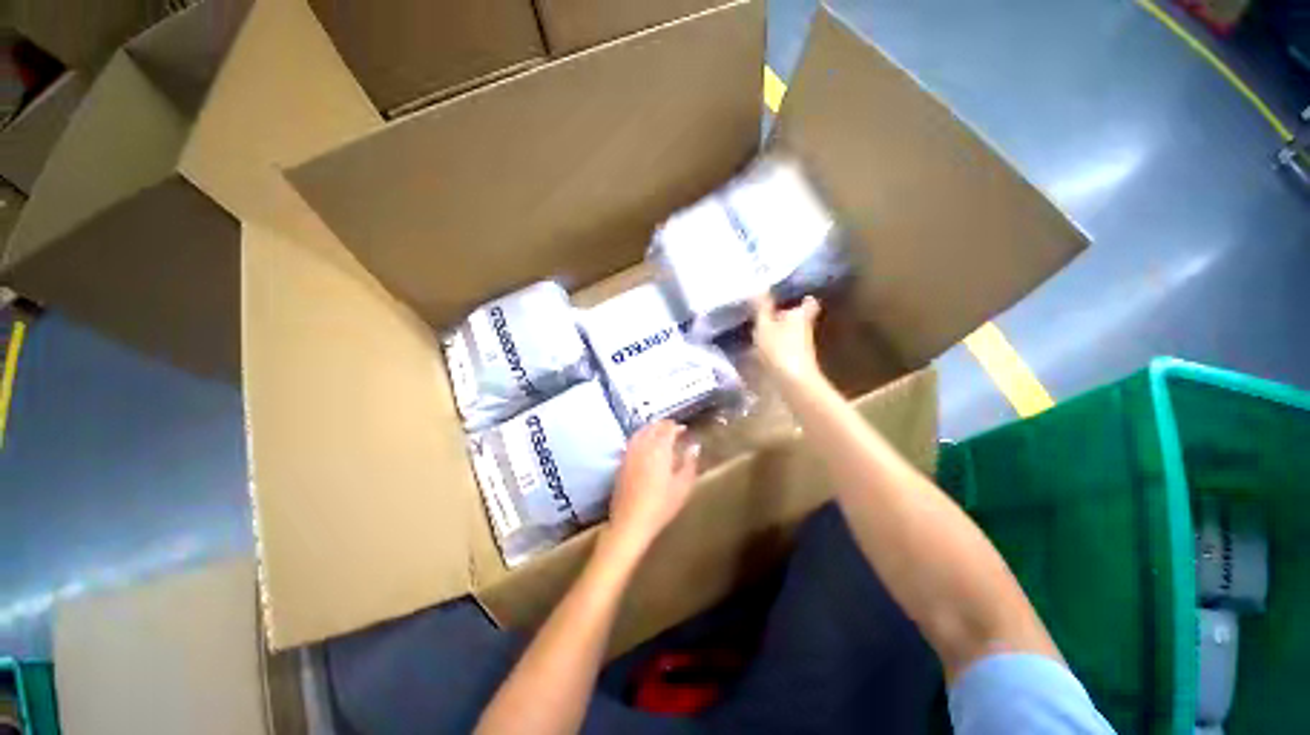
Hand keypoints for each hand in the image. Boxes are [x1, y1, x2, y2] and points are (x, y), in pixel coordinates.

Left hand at [606, 421, 699, 553]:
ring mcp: (630, 454)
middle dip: (663, 425)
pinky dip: (640, 437)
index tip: (683, 429)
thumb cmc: (661, 506)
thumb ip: (690, 463)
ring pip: (640, 432)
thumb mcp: (683, 486)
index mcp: (660, 449)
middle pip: (653, 428)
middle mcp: (643, 446)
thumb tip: (694, 446)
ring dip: (650, 429)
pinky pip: (631, 442)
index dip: (676, 427)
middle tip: (673, 428)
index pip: (667, 429)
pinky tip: (643, 443)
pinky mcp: (621, 463)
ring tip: (658, 432)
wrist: (631, 522)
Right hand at [753, 295, 821, 382]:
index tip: (798, 296)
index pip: (808, 304)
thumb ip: (762, 308)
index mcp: (800, 316)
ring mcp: (802, 348)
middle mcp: (805, 330)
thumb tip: (761, 286)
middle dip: (787, 317)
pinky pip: (785, 349)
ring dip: (780, 333)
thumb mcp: (765, 325)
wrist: (793, 383)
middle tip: (771, 314)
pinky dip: (776, 348)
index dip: (804, 300)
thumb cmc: (779, 348)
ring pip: (791, 335)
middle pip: (799, 320)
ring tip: (761, 332)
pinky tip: (761, 352)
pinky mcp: (796, 363)